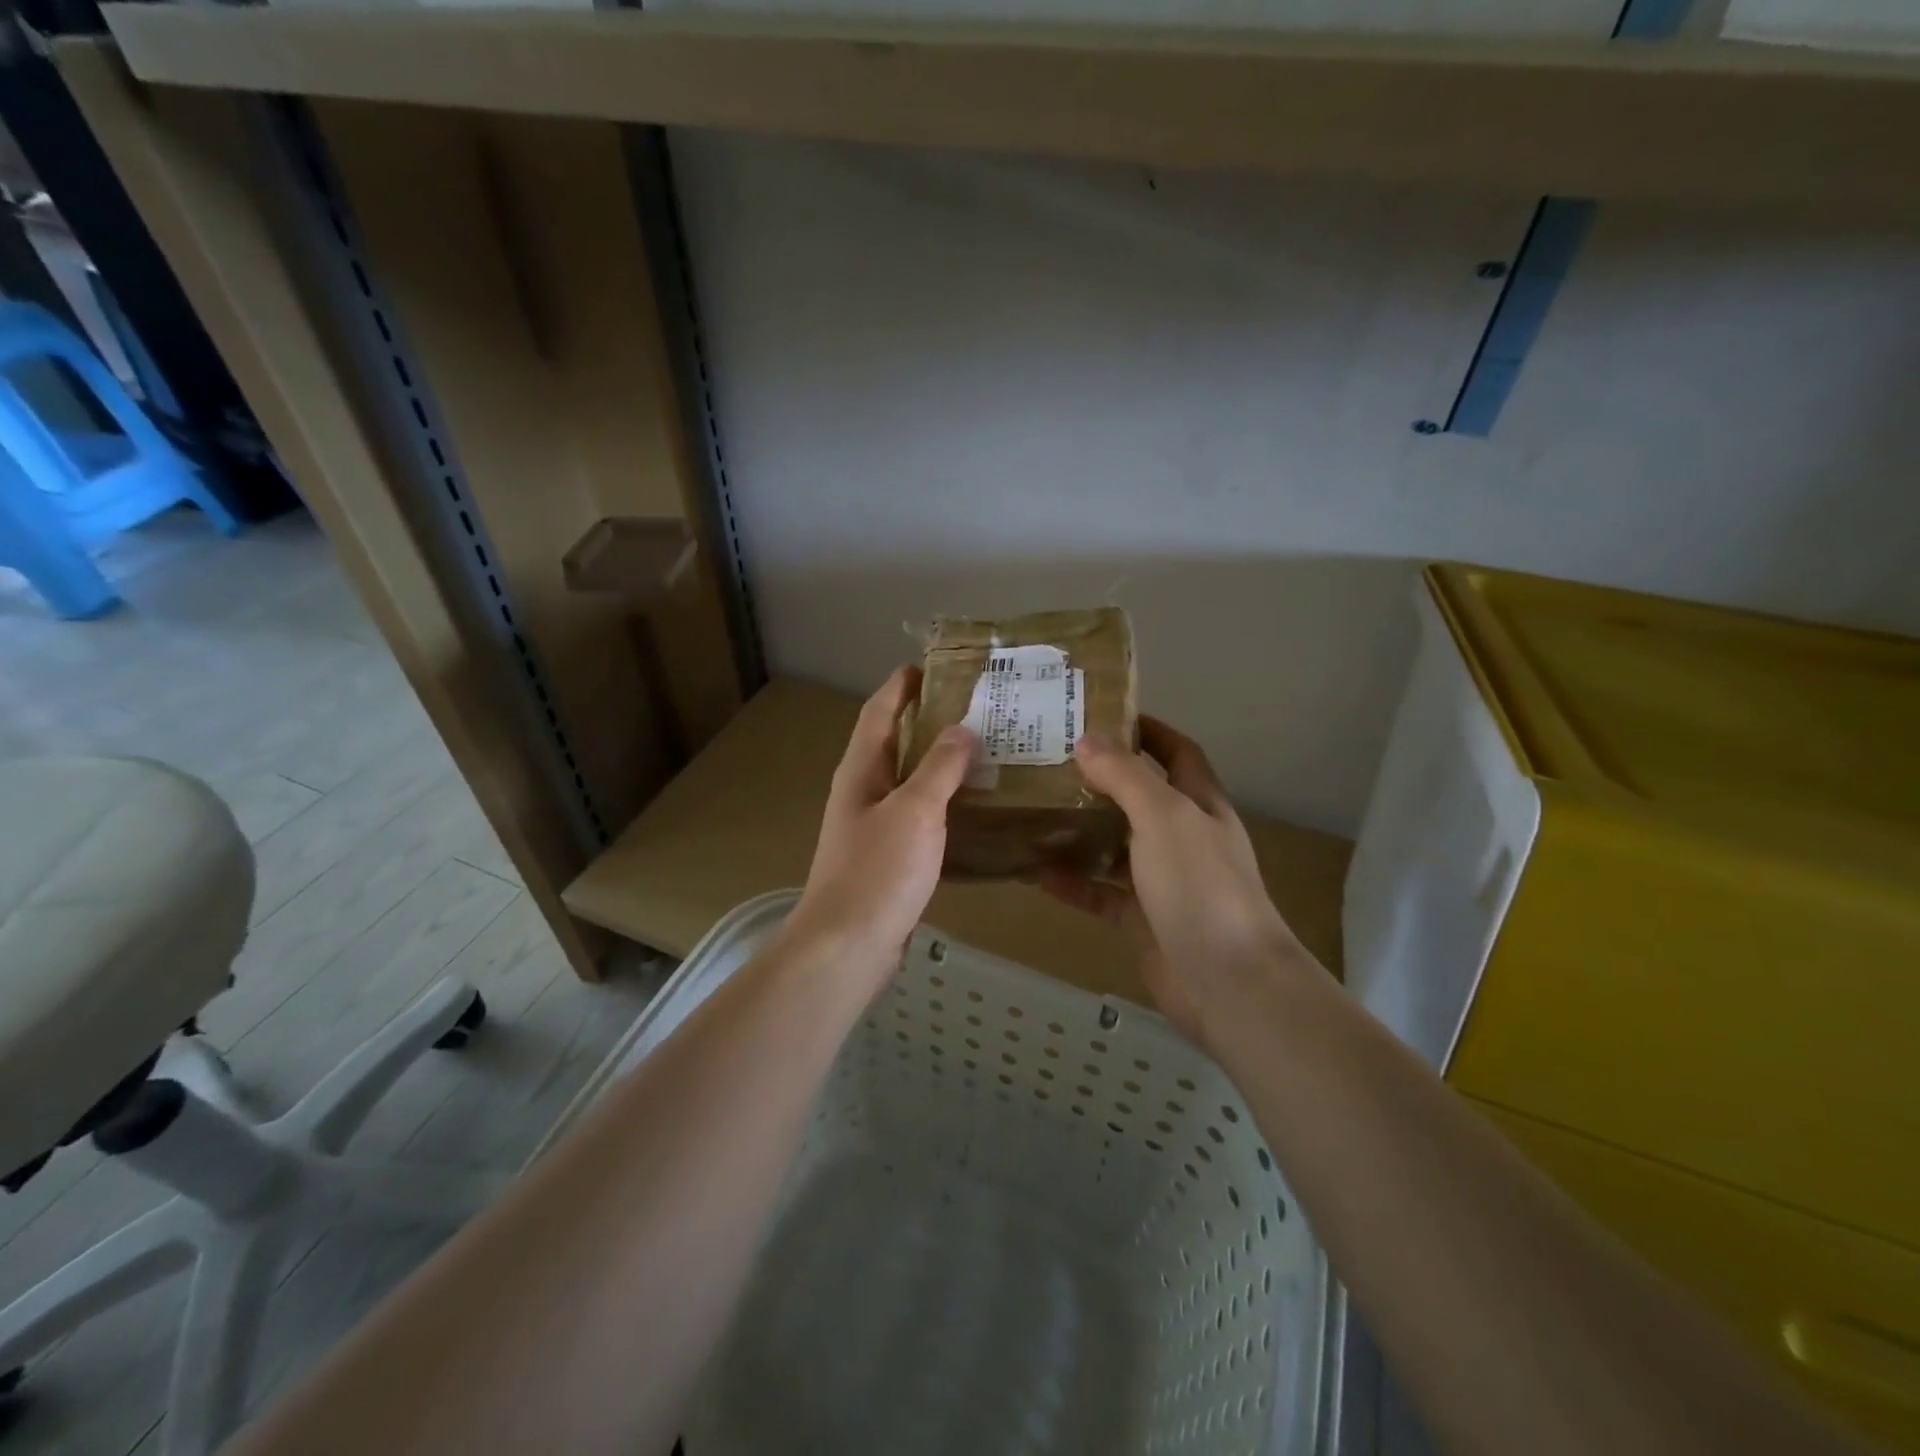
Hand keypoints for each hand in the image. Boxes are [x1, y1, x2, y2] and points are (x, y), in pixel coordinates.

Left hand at [785, 666, 974, 988]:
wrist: (848, 947)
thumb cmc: (878, 871)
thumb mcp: (914, 811)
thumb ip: (939, 768)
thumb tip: (962, 729)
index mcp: (861, 771)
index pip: (879, 713)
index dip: (901, 687)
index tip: (932, 666)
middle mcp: (864, 792)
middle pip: (897, 744)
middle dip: (931, 722)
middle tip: (978, 709)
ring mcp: (875, 827)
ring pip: (912, 782)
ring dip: (942, 764)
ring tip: (987, 752)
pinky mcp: (890, 858)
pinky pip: (921, 817)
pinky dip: (945, 804)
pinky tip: (976, 808)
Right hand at [1041, 717, 1310, 1048]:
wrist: (1228, 982)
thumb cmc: (1200, 886)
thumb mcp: (1163, 817)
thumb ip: (1126, 777)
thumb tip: (1088, 741)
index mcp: (1200, 804)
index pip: (1177, 752)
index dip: (1147, 730)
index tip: (1102, 715)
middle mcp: (1183, 838)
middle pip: (1139, 797)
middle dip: (1101, 779)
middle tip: (1049, 762)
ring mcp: (1162, 881)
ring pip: (1115, 846)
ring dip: (1081, 830)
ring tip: (1035, 810)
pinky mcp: (1142, 919)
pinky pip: (1101, 893)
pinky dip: (1073, 883)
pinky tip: (1037, 874)